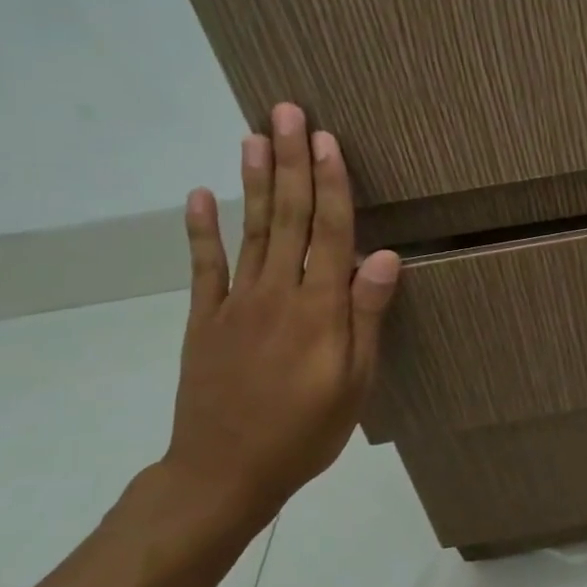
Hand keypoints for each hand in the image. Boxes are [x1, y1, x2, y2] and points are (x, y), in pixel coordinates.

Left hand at [161, 102, 399, 520]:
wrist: (223, 474)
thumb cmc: (305, 430)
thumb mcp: (355, 381)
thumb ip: (366, 315)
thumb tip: (385, 254)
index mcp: (319, 308)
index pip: (330, 232)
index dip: (331, 183)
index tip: (326, 139)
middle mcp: (277, 292)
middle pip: (289, 217)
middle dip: (291, 162)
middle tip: (287, 112)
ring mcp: (236, 303)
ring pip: (251, 230)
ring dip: (255, 181)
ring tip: (254, 135)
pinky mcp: (205, 319)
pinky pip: (204, 267)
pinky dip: (202, 229)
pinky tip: (201, 194)